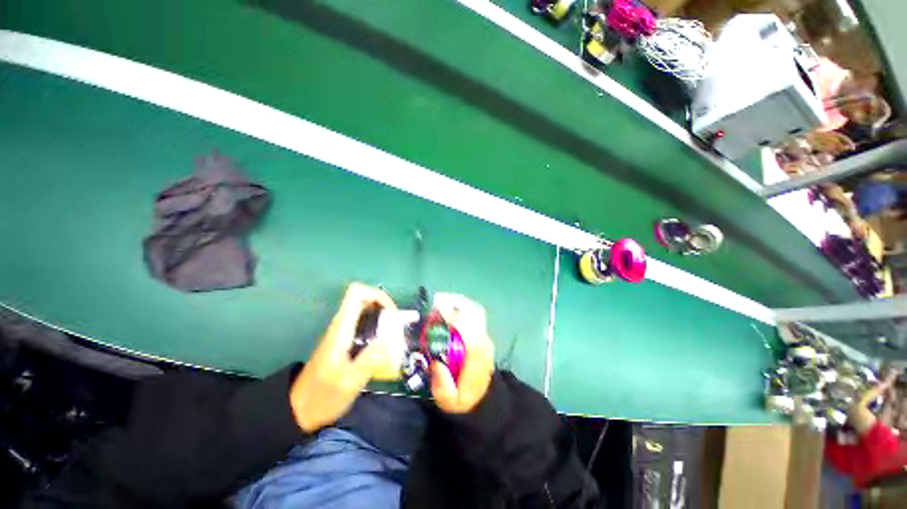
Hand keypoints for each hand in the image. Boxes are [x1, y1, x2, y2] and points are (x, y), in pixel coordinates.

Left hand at [289, 283, 399, 432]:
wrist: (298, 411)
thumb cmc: (323, 396)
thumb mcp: (349, 382)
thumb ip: (370, 360)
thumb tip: (390, 339)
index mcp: (341, 328)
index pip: (357, 293)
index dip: (377, 295)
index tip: (391, 313)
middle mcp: (342, 325)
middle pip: (364, 299)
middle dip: (384, 307)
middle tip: (396, 327)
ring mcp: (342, 333)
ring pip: (365, 311)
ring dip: (383, 318)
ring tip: (394, 337)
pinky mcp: (344, 341)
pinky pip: (364, 324)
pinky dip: (378, 328)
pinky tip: (384, 347)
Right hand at [429, 293, 494, 413]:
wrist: (482, 400)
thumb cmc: (464, 400)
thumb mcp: (449, 402)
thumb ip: (442, 386)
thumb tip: (436, 363)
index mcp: (477, 358)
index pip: (471, 333)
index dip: (456, 319)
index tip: (439, 311)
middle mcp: (484, 343)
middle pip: (475, 315)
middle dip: (457, 304)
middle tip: (438, 301)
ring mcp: (485, 337)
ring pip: (475, 312)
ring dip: (459, 303)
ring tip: (442, 301)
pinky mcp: (483, 335)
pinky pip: (474, 315)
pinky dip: (462, 307)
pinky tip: (449, 308)